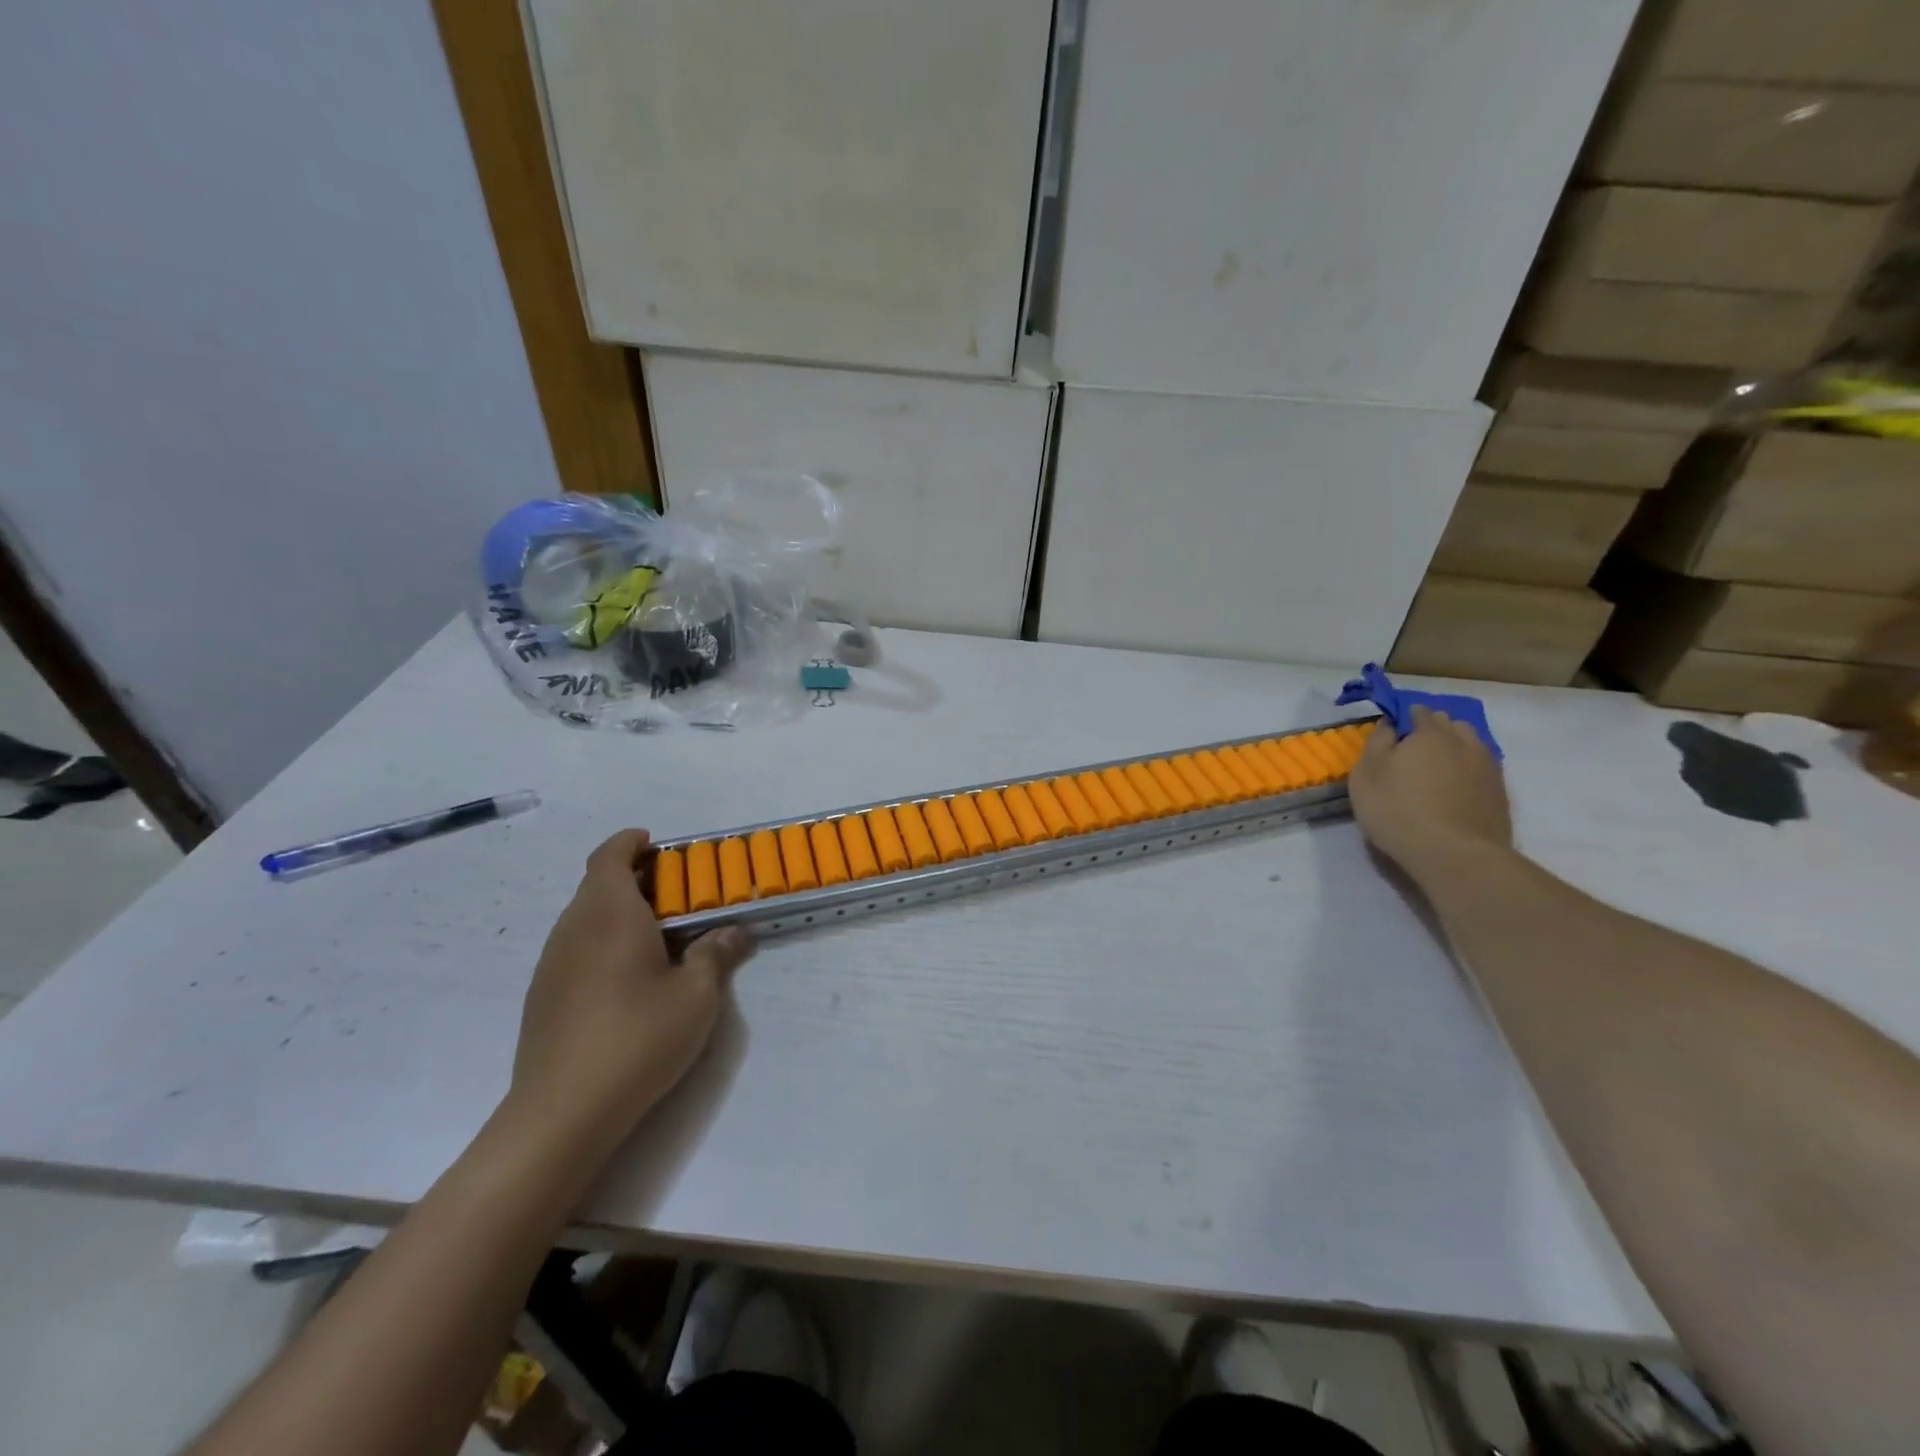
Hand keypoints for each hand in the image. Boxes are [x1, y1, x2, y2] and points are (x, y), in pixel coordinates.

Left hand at [508, 829, 753, 1155]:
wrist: (562, 1111)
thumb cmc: (637, 1038)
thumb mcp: (697, 996)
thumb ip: (716, 955)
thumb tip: (733, 932)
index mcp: (609, 914)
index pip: (609, 857)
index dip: (630, 843)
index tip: (656, 845)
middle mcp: (573, 929)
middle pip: (596, 884)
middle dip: (633, 878)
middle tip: (675, 893)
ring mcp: (551, 964)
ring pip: (584, 917)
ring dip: (617, 911)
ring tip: (657, 935)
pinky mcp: (542, 997)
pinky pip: (575, 948)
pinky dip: (602, 941)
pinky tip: (628, 978)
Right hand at [1347, 707, 1512, 886]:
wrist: (1455, 854)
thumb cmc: (1398, 810)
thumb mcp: (1367, 774)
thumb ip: (1377, 742)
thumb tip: (1389, 723)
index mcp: (1430, 732)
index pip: (1418, 711)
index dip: (1404, 718)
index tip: (1392, 733)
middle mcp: (1464, 741)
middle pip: (1449, 724)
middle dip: (1431, 730)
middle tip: (1411, 752)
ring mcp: (1487, 766)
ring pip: (1470, 744)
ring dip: (1453, 748)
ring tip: (1435, 770)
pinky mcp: (1500, 793)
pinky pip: (1481, 769)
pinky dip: (1467, 771)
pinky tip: (1454, 789)